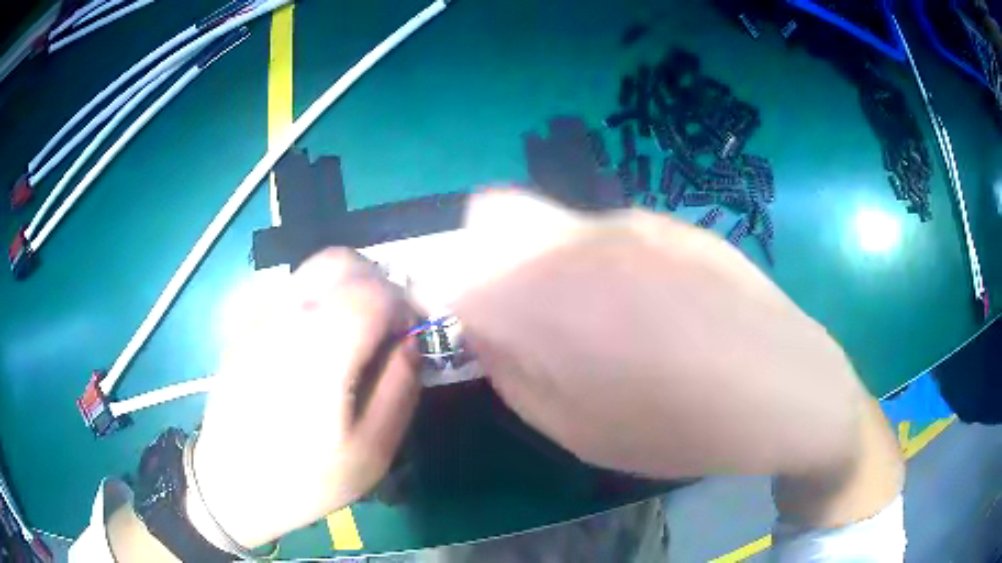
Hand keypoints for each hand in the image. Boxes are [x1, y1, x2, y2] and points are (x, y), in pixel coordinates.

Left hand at [191, 249, 419, 548]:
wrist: (232, 484)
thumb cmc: (305, 478)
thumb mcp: (371, 451)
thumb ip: (400, 388)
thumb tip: (411, 342)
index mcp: (322, 350)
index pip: (376, 291)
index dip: (404, 307)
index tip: (407, 338)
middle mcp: (287, 317)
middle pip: (341, 260)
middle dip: (375, 282)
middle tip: (384, 325)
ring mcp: (258, 315)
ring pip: (311, 268)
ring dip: (343, 286)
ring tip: (349, 331)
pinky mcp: (242, 323)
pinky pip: (285, 286)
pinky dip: (311, 295)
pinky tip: (310, 336)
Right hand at [454, 189, 900, 524]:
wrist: (790, 390)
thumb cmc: (682, 429)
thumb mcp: (577, 428)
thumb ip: (515, 368)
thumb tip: (486, 325)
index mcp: (548, 299)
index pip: (451, 264)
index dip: (444, 290)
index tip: (465, 321)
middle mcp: (580, 239)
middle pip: (490, 217)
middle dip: (487, 261)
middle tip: (521, 315)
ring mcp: (631, 220)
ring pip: (549, 217)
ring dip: (543, 257)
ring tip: (596, 316)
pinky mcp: (670, 220)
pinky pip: (602, 229)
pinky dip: (594, 257)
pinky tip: (646, 302)